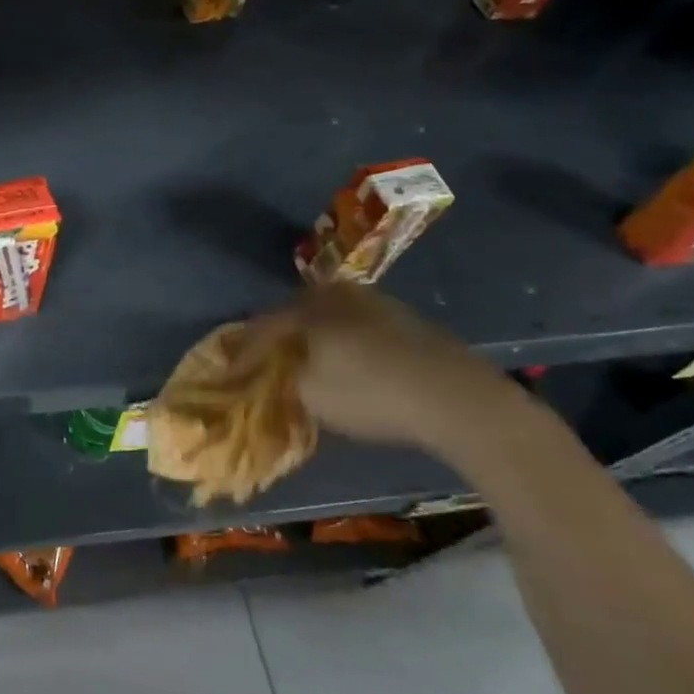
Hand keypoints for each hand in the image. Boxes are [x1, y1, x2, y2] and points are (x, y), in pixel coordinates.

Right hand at [250, 281, 525, 454]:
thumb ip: (286, 380)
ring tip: (314, 361)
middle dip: (285, 334)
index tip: (234, 367)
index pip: (266, 324)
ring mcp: (379, 304)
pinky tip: (355, 364)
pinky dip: (350, 343)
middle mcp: (340, 296)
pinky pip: (363, 329)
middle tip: (274, 357)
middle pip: (299, 312)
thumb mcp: (312, 395)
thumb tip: (279, 372)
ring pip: (334, 317)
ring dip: (320, 337)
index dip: (248, 348)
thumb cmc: (371, 393)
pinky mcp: (410, 322)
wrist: (458, 398)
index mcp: (309, 307)